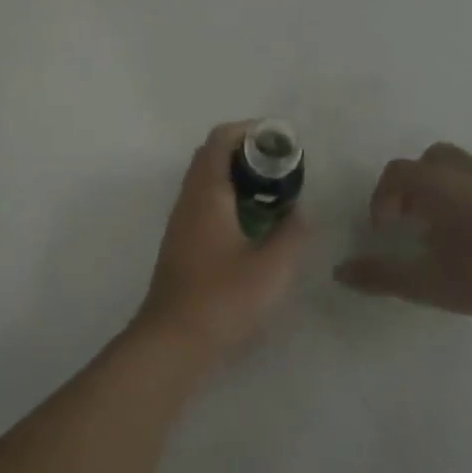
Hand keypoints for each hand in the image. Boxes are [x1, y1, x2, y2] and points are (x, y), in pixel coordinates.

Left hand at [136, 122, 308, 357]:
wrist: (173, 341)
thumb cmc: (223, 298)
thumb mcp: (273, 266)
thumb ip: (293, 232)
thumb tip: (298, 212)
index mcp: (206, 194)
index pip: (220, 140)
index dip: (251, 131)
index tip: (282, 142)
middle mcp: (188, 201)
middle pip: (212, 158)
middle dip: (248, 154)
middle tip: (283, 169)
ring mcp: (181, 224)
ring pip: (208, 184)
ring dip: (239, 180)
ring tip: (275, 196)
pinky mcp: (182, 246)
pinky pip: (205, 207)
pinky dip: (230, 202)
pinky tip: (255, 228)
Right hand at [334, 142, 471, 316]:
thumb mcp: (426, 282)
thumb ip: (381, 275)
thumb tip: (340, 271)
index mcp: (436, 185)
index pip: (396, 173)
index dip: (381, 198)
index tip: (384, 230)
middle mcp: (465, 172)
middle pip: (430, 159)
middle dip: (413, 185)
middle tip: (411, 220)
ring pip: (462, 168)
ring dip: (444, 189)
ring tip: (444, 228)